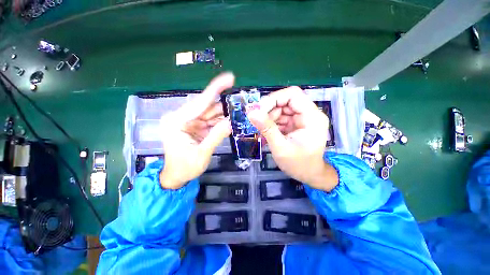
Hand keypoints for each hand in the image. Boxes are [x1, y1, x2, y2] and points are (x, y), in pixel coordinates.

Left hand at [159, 73, 233, 188]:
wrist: (176, 177)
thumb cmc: (184, 168)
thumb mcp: (202, 153)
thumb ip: (216, 136)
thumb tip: (231, 122)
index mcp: (177, 121)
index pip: (200, 102)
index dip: (216, 89)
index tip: (229, 78)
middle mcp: (181, 117)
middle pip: (207, 107)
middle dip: (224, 106)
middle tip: (241, 105)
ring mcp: (189, 122)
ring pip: (210, 114)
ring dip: (224, 115)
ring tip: (238, 114)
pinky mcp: (194, 126)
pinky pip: (210, 121)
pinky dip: (220, 122)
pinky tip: (230, 122)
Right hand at [247, 86, 338, 190]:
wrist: (309, 175)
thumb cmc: (298, 164)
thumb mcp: (280, 147)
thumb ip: (267, 128)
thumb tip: (251, 112)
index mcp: (312, 117)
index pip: (293, 95)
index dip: (274, 98)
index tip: (259, 110)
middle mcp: (309, 114)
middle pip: (286, 101)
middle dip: (269, 110)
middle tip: (257, 121)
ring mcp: (303, 118)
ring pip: (282, 108)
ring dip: (270, 117)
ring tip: (263, 130)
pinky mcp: (297, 123)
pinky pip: (282, 116)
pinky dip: (272, 122)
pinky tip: (268, 131)